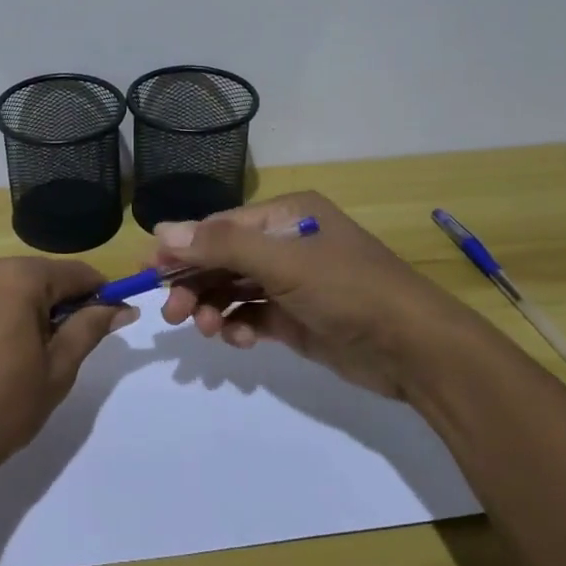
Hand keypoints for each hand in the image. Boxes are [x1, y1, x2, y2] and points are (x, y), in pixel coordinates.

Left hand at [0, 257, 137, 487]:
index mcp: (17, 277)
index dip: (99, 294)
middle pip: (40, 276)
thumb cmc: (1, 408)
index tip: (113, 318)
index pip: (75, 273)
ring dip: (28, 309)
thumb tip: (122, 308)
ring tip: (28, 356)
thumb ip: (90, 328)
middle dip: (60, 303)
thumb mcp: (57, 369)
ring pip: (10, 285)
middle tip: (66, 348)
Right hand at [156, 192, 478, 399]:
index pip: (220, 226)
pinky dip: (239, 325)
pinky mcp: (296, 318)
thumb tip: (162, 230)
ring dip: (214, 307)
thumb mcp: (283, 262)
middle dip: (196, 283)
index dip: (183, 247)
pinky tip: (240, 339)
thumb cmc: (348, 290)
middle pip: (223, 259)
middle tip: (172, 314)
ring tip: (206, 330)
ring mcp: (292, 282)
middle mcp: (286, 242)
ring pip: (234, 289)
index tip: (149, 271)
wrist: (416, 350)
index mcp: (286, 215)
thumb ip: (222, 245)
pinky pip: (253, 314)